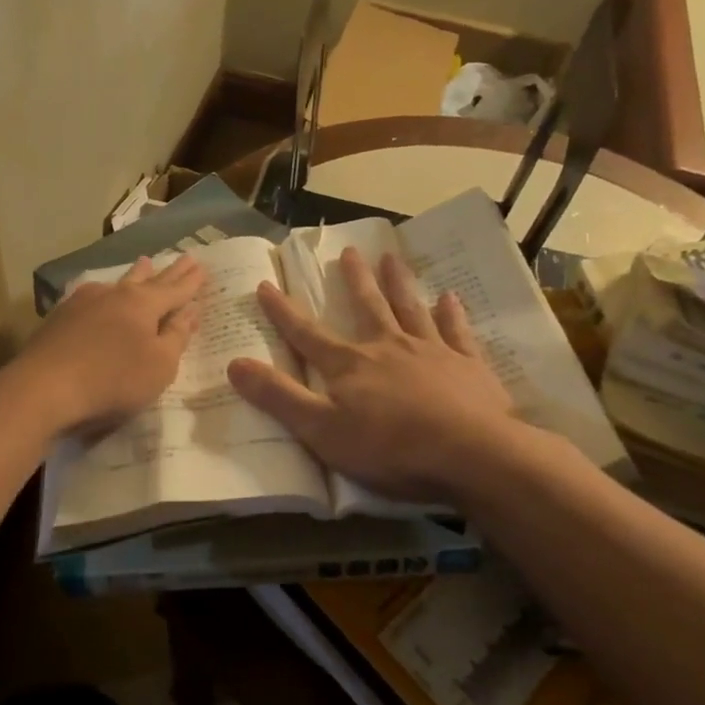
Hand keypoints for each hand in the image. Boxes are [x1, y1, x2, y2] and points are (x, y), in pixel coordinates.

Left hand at [12, 254, 205, 434]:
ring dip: (135, 274)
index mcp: (143, 305)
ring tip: (145, 262)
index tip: (203, 266)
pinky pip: (92, 296)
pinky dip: (105, 292)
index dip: (191, 282)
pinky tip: (100, 291)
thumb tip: (191, 310)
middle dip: (168, 271)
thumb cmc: (112, 380)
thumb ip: (176, 336)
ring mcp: (83, 303)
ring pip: (117, 283)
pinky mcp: (60, 317)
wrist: (43, 388)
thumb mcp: (159, 365)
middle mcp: (114, 294)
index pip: (175, 290)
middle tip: (184, 255)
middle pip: (148, 280)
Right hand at [228, 248, 536, 502]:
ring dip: (399, 284)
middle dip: (355, 280)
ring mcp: (432, 352)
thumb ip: (278, 396)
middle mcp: (388, 347)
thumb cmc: (388, 447)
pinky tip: (451, 298)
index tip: (267, 284)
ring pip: (411, 309)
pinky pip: (457, 332)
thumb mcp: (320, 429)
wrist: (470, 453)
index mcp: (350, 365)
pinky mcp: (468, 366)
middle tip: (350, 251)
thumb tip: (234, 364)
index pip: (307, 334)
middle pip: (368, 307)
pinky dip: (452, 315)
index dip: (283, 311)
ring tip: (392, 259)